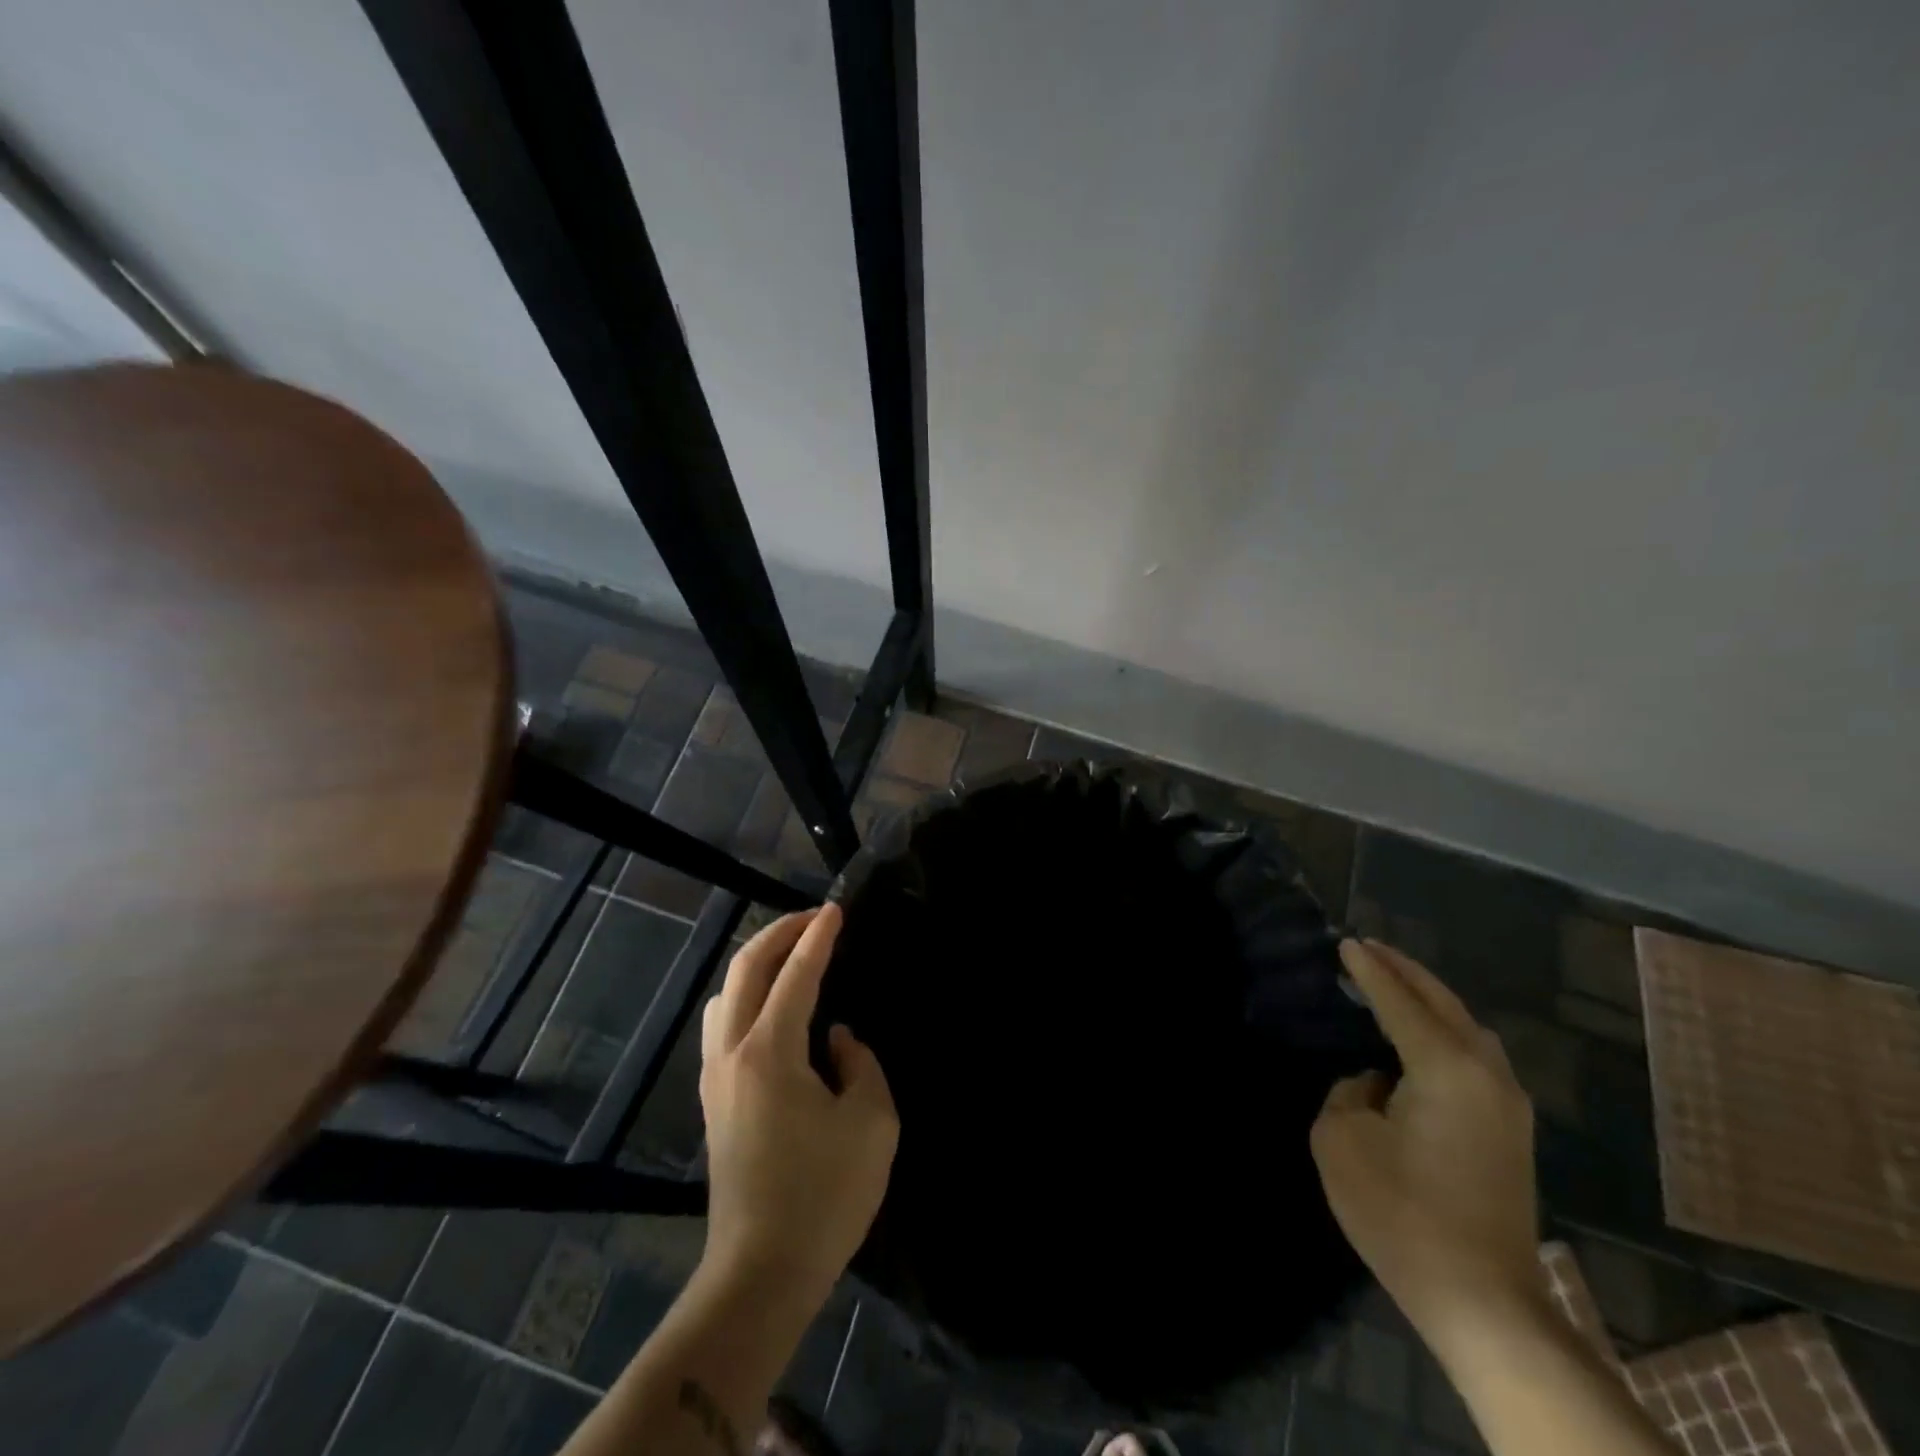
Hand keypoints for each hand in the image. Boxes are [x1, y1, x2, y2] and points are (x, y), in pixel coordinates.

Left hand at [698, 904, 897, 1309]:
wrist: (761, 1272)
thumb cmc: (824, 1196)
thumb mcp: (872, 1123)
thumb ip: (860, 1064)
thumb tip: (835, 1040)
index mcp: (771, 1051)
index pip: (796, 974)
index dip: (818, 937)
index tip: (836, 909)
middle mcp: (733, 1052)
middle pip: (746, 969)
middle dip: (779, 933)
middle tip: (813, 918)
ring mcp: (716, 1077)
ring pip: (726, 993)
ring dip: (757, 963)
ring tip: (792, 956)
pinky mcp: (714, 1100)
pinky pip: (722, 1023)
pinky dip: (745, 995)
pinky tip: (770, 1008)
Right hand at [1311, 940, 1540, 1348]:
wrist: (1482, 1301)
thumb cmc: (1401, 1212)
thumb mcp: (1342, 1140)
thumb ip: (1349, 1091)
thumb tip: (1376, 1083)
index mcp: (1445, 1067)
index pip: (1399, 1001)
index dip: (1369, 971)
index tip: (1346, 943)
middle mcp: (1487, 1074)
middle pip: (1444, 1004)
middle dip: (1406, 972)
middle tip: (1371, 949)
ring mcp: (1507, 1105)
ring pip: (1468, 1029)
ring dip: (1431, 1000)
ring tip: (1395, 984)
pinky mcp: (1511, 1133)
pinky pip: (1475, 1056)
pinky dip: (1445, 1030)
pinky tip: (1423, 1036)